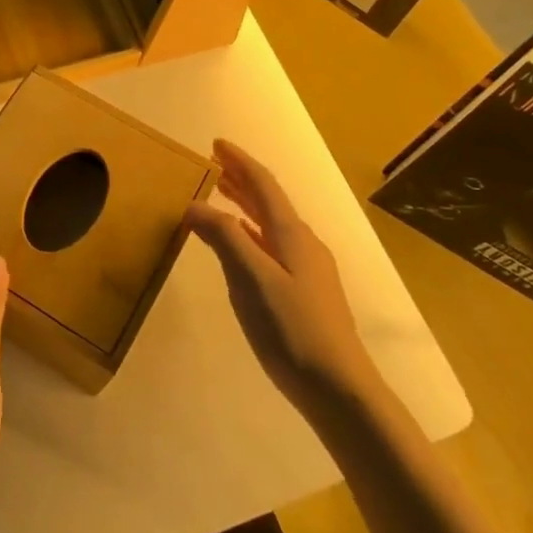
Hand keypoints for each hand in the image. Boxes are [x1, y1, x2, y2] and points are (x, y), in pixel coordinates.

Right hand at [186, 140, 374, 413]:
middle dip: (241, 180)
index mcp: (292, 235)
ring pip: (270, 225)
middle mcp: (302, 244)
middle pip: (269, 202)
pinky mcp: (304, 293)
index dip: (240, 162)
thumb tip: (194, 205)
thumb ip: (224, 238)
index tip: (216, 144)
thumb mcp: (252, 279)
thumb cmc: (292, 329)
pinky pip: (271, 246)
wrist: (338, 388)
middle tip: (213, 165)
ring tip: (221, 196)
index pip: (263, 185)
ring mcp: (307, 270)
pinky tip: (240, 247)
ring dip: (245, 206)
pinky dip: (250, 234)